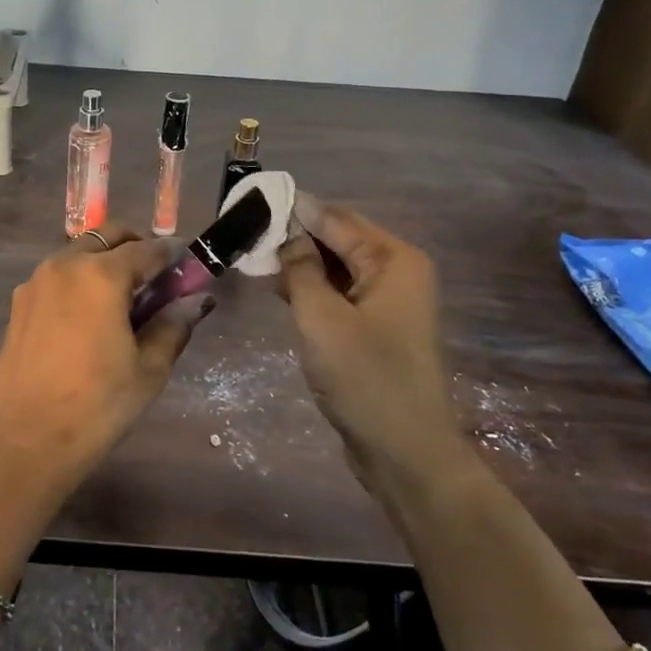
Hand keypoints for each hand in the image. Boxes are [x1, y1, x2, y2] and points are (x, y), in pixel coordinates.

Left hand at [0, 224, 211, 491]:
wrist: (26, 441)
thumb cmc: (97, 405)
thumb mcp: (148, 369)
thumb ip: (173, 325)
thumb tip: (195, 301)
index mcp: (100, 274)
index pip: (147, 249)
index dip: (172, 256)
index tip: (187, 269)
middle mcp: (64, 265)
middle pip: (107, 237)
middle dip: (135, 248)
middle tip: (155, 280)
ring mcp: (35, 282)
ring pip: (78, 253)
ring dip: (103, 262)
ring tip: (121, 302)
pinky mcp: (18, 304)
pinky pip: (56, 277)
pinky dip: (78, 281)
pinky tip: (87, 318)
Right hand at [277, 193, 466, 492]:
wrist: (405, 452)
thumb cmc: (365, 378)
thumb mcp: (321, 318)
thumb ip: (301, 269)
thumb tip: (287, 233)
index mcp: (394, 260)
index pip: (336, 218)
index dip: (294, 209)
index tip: (252, 199)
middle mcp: (397, 271)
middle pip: (339, 239)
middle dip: (295, 235)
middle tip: (246, 230)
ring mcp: (389, 301)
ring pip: (338, 267)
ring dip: (300, 263)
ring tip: (254, 255)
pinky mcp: (377, 327)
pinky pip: (341, 293)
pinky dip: (312, 288)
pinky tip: (279, 288)